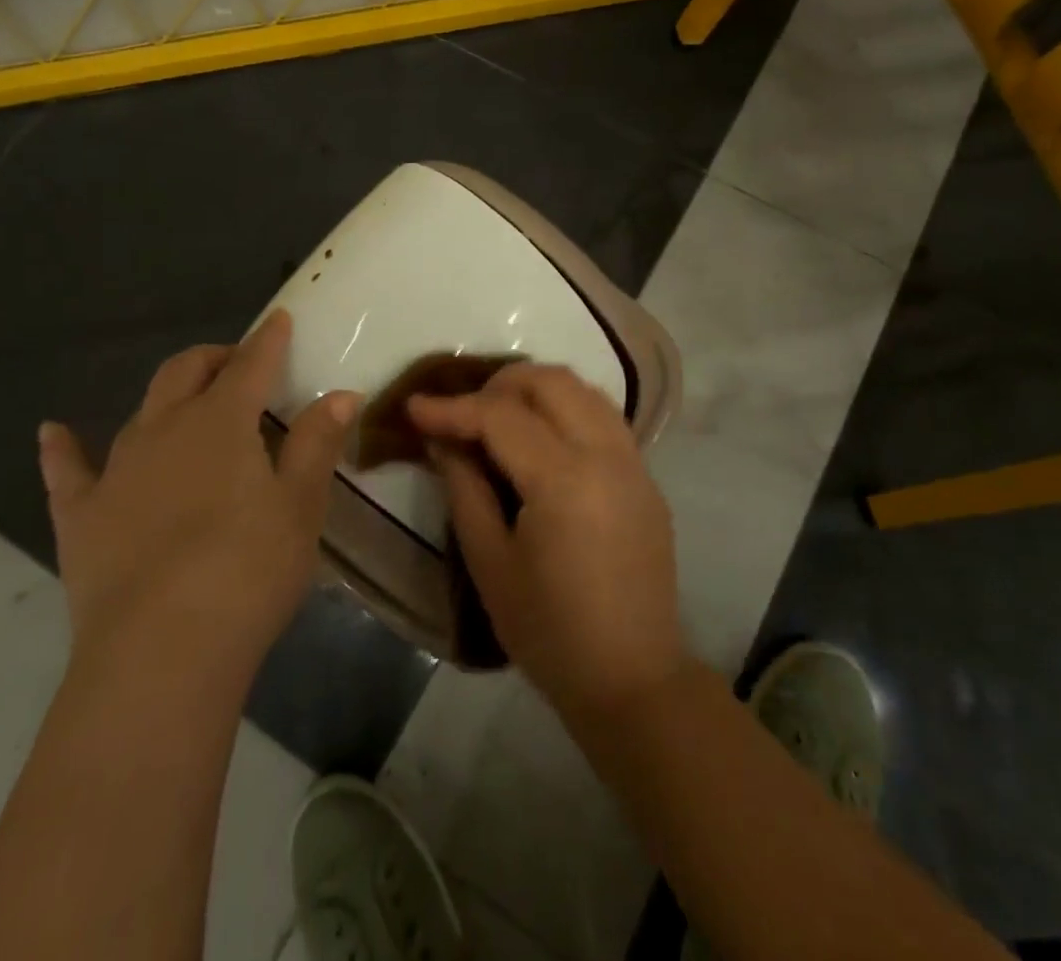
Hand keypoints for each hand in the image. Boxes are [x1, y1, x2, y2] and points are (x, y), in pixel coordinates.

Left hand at [38, 310, 357, 675]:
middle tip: (238, 365)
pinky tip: (52, 432)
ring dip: (167, 398)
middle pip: (185, 372)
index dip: (268, 340)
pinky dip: (62, 448)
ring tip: (187, 404)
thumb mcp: (300, 506)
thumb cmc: (247, 572)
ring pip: (140, 412)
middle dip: (214, 358)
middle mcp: (164, 430)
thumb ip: (317, 443)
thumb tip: (341, 394)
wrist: (160, 653)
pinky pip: (68, 472)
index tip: (279, 320)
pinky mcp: (81, 517)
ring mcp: (116, 471)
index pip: (250, 365)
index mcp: (221, 423)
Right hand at [409, 364, 687, 723]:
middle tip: (464, 411)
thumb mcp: (490, 563)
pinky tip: (542, 437)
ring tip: (500, 415)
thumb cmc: (549, 631)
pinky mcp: (646, 477)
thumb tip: (443, 439)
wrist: (632, 679)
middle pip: (551, 381)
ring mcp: (634, 463)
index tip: (414, 407)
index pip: (501, 417)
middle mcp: (606, 455)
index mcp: (565, 480)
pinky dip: (568, 408)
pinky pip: (604, 416)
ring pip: (584, 389)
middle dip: (500, 384)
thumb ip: (464, 488)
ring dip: (537, 389)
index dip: (452, 408)